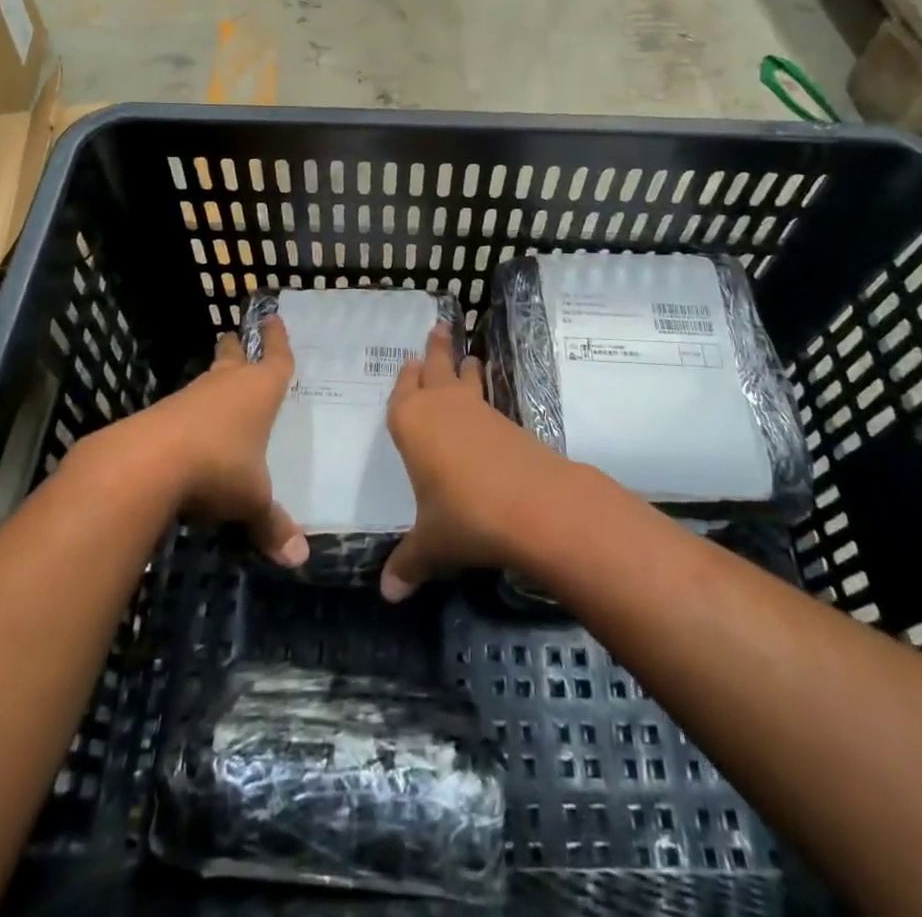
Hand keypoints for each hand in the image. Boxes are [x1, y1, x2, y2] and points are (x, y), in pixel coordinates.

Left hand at [148, 317, 307, 568]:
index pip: (276, 359)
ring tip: (217, 386)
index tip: (272, 318)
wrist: (145, 464)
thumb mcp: (252, 500)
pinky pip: (182, 409)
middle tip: (234, 337)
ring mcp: (189, 398)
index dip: (278, 340)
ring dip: (212, 382)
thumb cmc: (218, 469)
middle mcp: (226, 386)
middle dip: (237, 348)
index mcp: (259, 392)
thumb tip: (299, 559)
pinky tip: (188, 433)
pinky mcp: (158, 416)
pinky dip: (188, 415)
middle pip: (233, 357)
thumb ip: (272, 525)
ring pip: (206, 382)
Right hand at [380, 323, 571, 602]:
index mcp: (411, 424)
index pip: (403, 391)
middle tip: (440, 327)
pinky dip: (485, 396)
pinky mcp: (508, 423)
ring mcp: (478, 411)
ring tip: (469, 357)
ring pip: (467, 379)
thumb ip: (408, 564)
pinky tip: (487, 408)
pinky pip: (488, 400)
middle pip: (436, 369)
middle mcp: (441, 407)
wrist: (533, 504)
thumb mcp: (431, 544)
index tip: (409, 361)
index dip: (406, 378)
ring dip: (465, 367)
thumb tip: (388, 594)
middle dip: (437, 349)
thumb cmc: (464, 516)